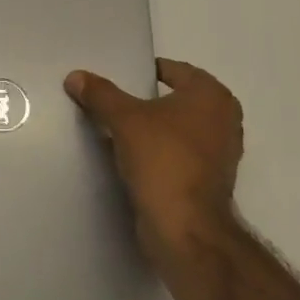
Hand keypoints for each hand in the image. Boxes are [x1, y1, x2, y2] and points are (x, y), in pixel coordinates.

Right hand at [65, 58, 242, 261]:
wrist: (186, 230)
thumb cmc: (163, 160)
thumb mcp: (124, 119)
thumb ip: (101, 94)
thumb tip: (75, 76)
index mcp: (212, 95)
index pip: (173, 70)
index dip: (143, 72)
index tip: (118, 79)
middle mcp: (224, 118)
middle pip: (175, 100)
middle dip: (147, 102)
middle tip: (113, 103)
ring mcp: (222, 152)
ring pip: (178, 129)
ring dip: (153, 130)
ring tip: (118, 130)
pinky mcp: (211, 181)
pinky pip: (180, 155)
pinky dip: (160, 153)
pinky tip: (133, 158)